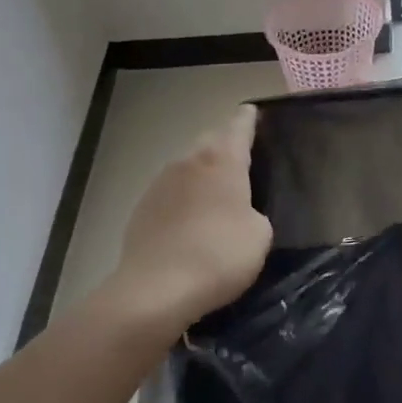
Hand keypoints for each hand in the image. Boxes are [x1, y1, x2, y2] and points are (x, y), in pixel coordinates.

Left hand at [107, 106, 272, 337]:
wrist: (155, 290)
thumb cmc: (219, 255)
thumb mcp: (259, 235)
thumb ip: (254, 213)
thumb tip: (240, 214)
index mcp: (223, 160)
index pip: (239, 126)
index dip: (249, 119)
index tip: (253, 113)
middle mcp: (189, 161)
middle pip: (210, 141)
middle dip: (224, 145)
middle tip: (240, 160)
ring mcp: (160, 183)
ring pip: (187, 166)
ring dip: (201, 174)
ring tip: (215, 195)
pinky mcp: (141, 208)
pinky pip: (169, 193)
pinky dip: (182, 199)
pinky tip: (189, 222)